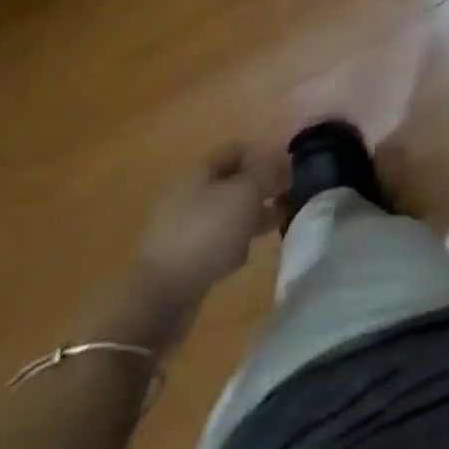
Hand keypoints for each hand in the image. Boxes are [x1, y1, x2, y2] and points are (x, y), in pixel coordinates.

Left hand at [135, 145, 286, 307]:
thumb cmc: (207, 232)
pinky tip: (248, 252)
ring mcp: (183, 228)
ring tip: (278, 221)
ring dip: (252, 214)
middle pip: (232, 182)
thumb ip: (266, 173)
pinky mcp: (183, 259)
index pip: (236, 150)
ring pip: (227, 212)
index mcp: (198, 171)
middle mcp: (188, 194)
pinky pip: (216, 240)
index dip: (263, 154)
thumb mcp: (245, 193)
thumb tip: (279, 163)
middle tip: (288, 194)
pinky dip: (235, 241)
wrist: (160, 298)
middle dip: (261, 186)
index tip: (288, 168)